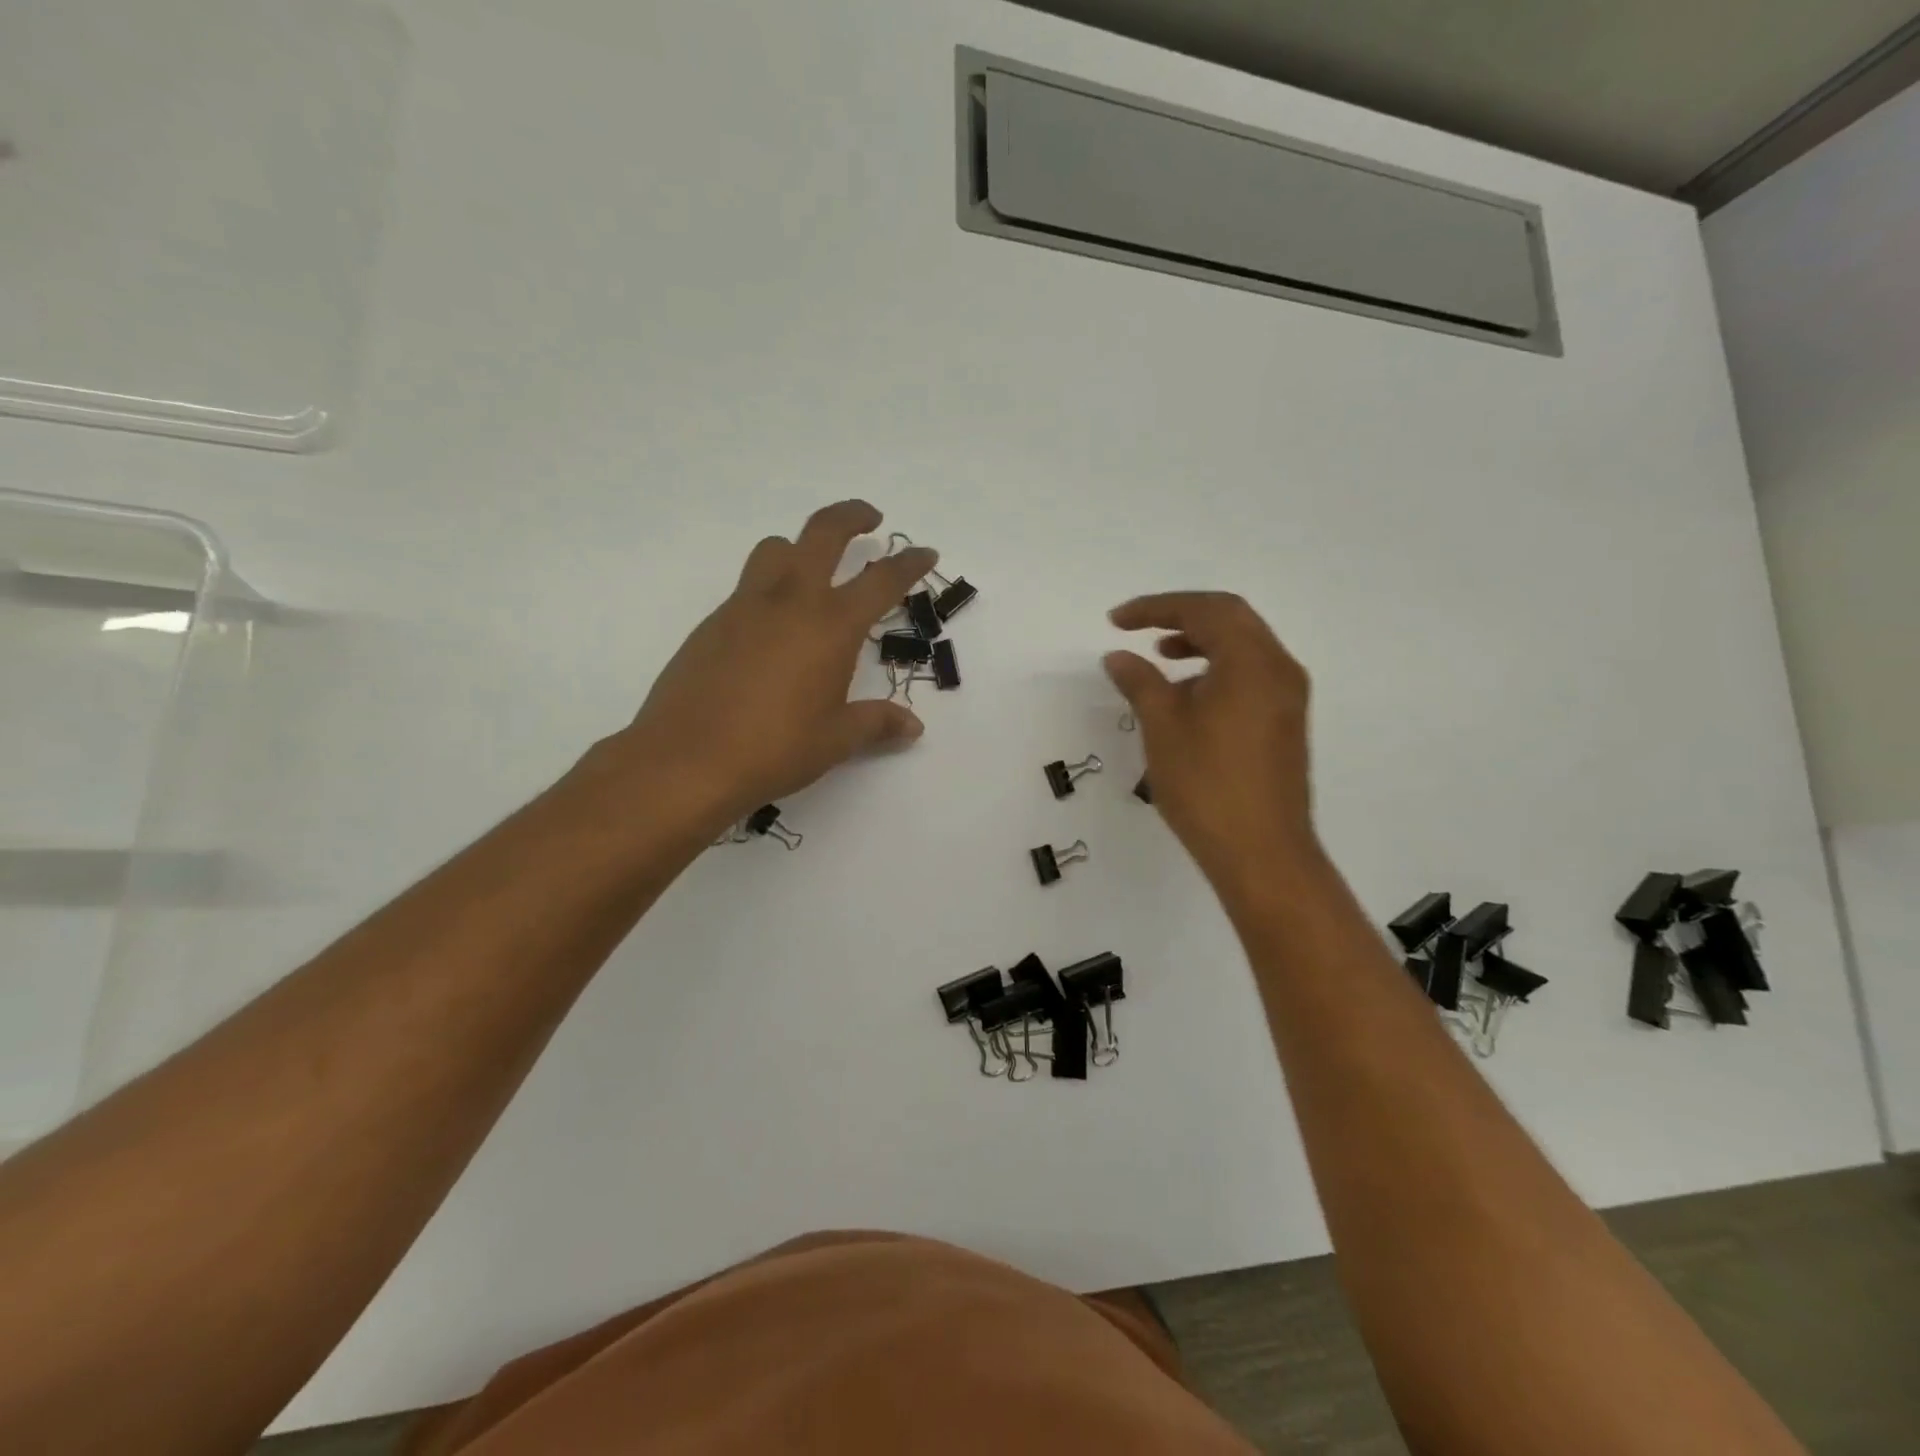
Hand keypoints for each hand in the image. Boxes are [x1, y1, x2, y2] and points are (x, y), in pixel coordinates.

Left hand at [602, 501, 937, 831]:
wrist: (686, 760)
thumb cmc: (775, 749)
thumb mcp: (836, 740)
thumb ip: (877, 723)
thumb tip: (913, 726)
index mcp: (831, 626)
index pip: (881, 581)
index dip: (908, 563)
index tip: (924, 551)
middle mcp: (790, 601)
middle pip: (823, 532)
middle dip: (851, 516)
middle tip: (870, 518)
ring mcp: (745, 607)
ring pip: (775, 550)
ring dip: (800, 547)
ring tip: (813, 571)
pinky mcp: (712, 623)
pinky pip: (747, 587)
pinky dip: (769, 589)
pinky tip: (772, 632)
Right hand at [1104, 592, 1323, 895]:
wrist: (1262, 853)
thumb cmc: (1207, 785)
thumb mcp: (1163, 727)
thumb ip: (1140, 682)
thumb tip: (1118, 657)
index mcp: (1252, 662)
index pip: (1205, 610)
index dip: (1156, 607)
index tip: (1116, 621)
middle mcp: (1279, 669)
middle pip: (1231, 619)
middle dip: (1181, 617)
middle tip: (1139, 628)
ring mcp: (1288, 697)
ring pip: (1244, 647)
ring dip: (1201, 642)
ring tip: (1160, 657)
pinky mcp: (1286, 723)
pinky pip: (1251, 675)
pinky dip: (1217, 669)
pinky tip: (1188, 695)